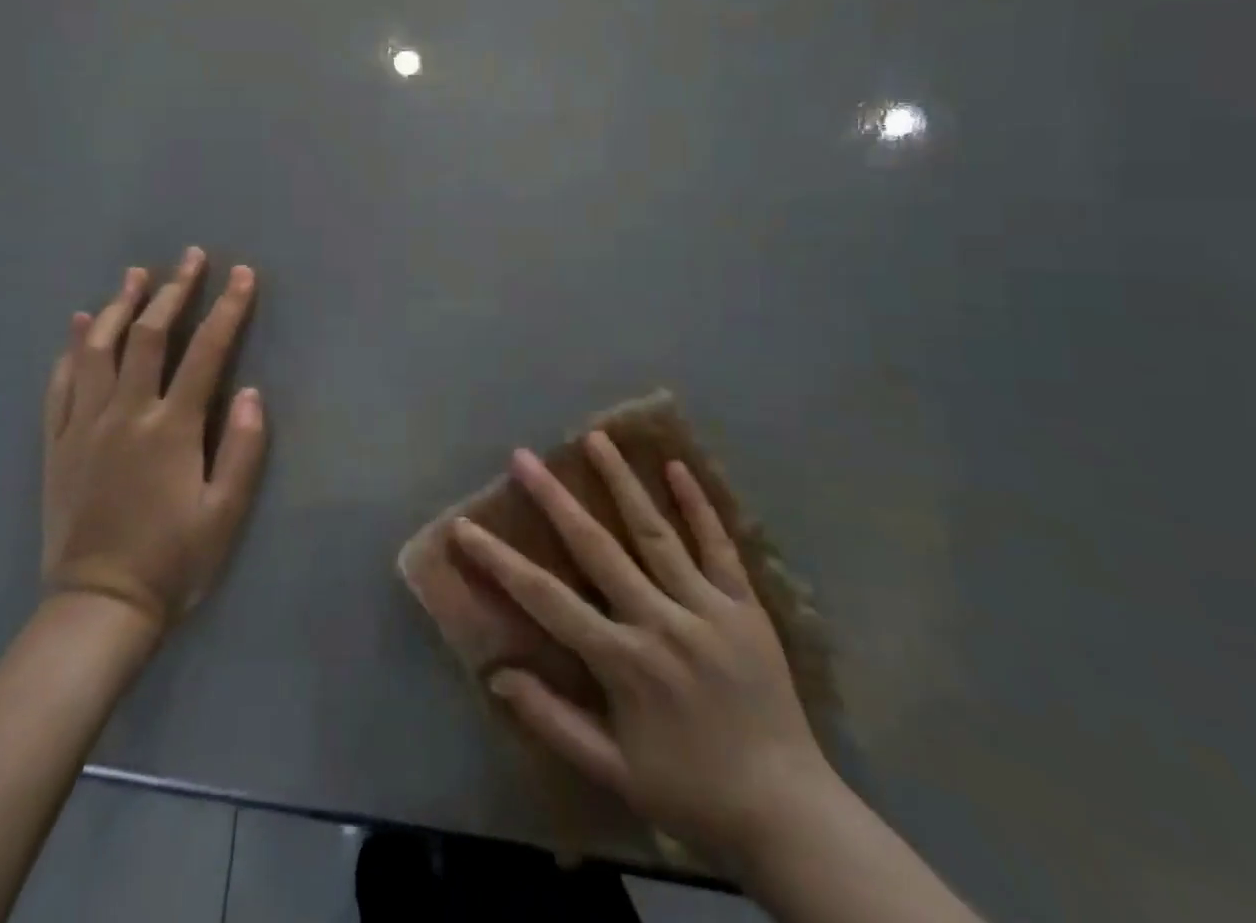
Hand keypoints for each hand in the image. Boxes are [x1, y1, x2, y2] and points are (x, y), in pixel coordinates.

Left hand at [41, 248, 266, 634]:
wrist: (97, 607)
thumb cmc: (173, 561)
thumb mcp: (225, 513)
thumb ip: (242, 449)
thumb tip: (249, 391)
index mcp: (171, 428)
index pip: (205, 352)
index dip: (226, 309)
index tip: (241, 274)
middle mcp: (125, 414)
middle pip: (147, 336)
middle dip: (173, 291)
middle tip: (190, 257)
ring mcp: (84, 425)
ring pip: (98, 349)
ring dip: (119, 305)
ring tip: (135, 274)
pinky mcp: (57, 443)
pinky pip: (61, 384)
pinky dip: (72, 348)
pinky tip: (80, 325)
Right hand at [451, 433, 840, 874]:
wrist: (790, 816)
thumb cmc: (692, 793)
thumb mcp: (614, 773)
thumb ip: (554, 720)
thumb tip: (498, 675)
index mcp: (624, 662)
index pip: (547, 599)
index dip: (500, 562)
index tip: (465, 527)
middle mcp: (661, 622)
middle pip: (597, 548)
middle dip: (555, 499)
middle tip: (524, 457)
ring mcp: (707, 608)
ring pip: (655, 533)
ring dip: (622, 482)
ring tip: (596, 438)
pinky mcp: (745, 607)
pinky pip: (719, 547)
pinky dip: (698, 505)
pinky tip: (676, 467)